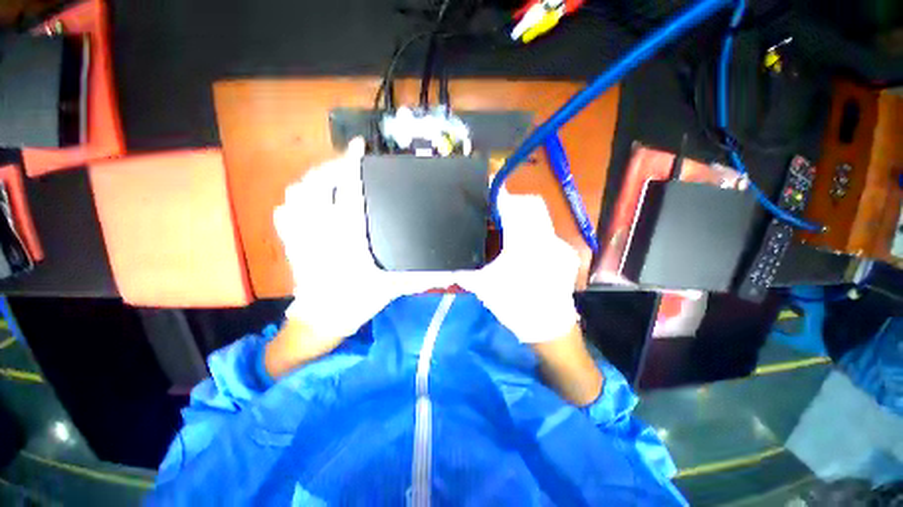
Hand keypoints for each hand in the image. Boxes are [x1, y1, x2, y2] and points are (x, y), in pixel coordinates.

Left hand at [274, 138, 452, 341]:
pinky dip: (294, 201)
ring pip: (296, 194)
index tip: (359, 147)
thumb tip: (451, 273)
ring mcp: (301, 234)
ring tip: (329, 178)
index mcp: (348, 235)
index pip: (347, 190)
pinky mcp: (291, 242)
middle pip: (316, 183)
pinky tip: (307, 201)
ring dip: (312, 181)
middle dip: (331, 166)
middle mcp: (321, 229)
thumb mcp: (394, 288)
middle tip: (347, 163)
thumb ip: (421, 277)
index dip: (352, 164)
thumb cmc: (357, 301)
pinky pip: (284, 212)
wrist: (322, 320)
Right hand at [456, 189, 579, 342]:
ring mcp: (561, 245)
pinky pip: (547, 232)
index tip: (487, 185)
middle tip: (495, 214)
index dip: (499, 193)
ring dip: (522, 217)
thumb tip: (446, 262)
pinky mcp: (566, 252)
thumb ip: (464, 270)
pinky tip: (523, 249)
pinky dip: (532, 232)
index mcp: (525, 245)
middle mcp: (547, 239)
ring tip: (507, 231)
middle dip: (513, 202)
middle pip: (532, 204)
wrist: (550, 329)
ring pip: (540, 217)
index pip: (514, 206)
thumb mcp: (484, 287)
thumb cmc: (516, 307)